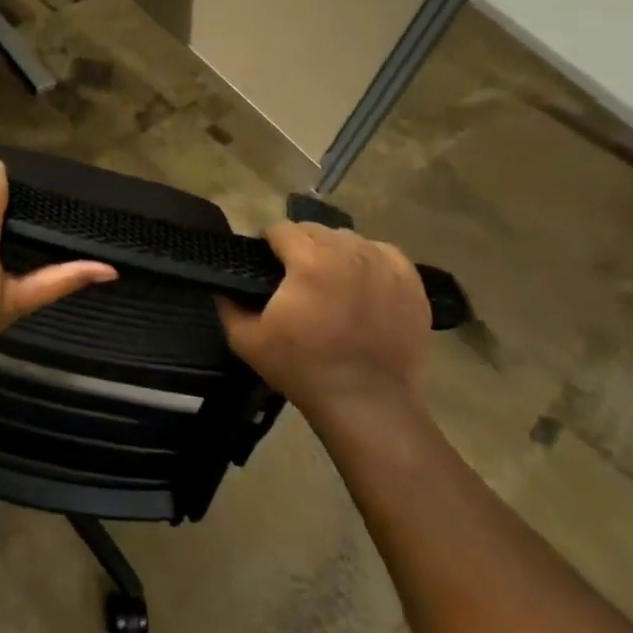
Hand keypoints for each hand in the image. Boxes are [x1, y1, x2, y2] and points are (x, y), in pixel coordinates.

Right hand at [217, 222, 429, 420]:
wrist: (368, 403)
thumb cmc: (302, 369)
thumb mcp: (246, 339)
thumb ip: (227, 303)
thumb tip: (222, 281)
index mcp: (310, 262)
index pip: (281, 229)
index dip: (268, 244)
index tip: (265, 265)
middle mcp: (350, 253)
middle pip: (315, 230)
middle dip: (300, 245)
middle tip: (294, 277)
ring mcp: (385, 266)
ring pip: (348, 238)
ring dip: (332, 251)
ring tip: (328, 280)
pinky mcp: (410, 282)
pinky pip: (382, 252)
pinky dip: (366, 260)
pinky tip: (359, 282)